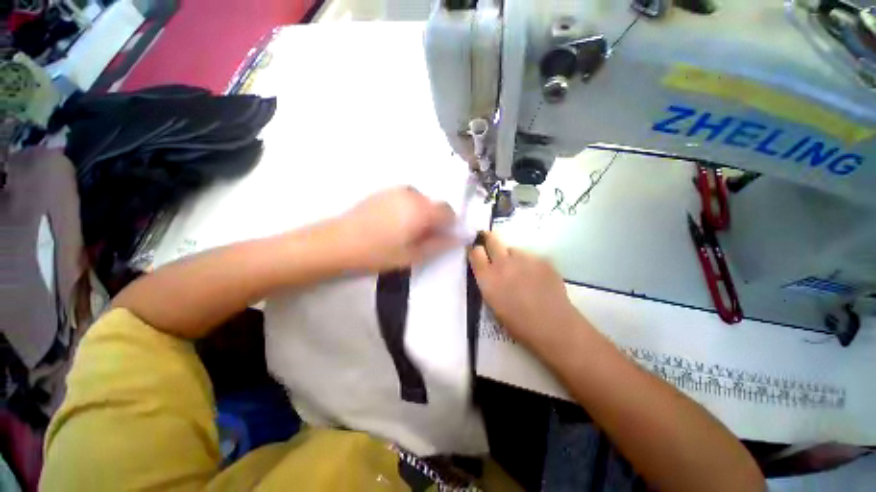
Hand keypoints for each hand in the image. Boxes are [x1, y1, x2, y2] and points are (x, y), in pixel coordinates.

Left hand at [337, 186, 457, 271]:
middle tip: (421, 238)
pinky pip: (407, 199)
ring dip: (421, 214)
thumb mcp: (412, 255)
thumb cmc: (377, 253)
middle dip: (434, 220)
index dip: (449, 225)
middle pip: (434, 205)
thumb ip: (439, 245)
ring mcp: (396, 190)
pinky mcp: (384, 191)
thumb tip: (458, 238)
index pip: (448, 211)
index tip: (441, 238)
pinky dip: (409, 209)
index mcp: (421, 210)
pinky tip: (392, 224)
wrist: (338, 242)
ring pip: (421, 201)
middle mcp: (412, 194)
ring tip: (405, 232)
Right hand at [469, 232, 580, 350]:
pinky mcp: (542, 259)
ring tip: (522, 272)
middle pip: (492, 239)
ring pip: (514, 249)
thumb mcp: (493, 304)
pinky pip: (531, 256)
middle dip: (489, 239)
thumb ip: (488, 282)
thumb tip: (489, 271)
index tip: (477, 252)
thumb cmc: (518, 324)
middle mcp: (503, 263)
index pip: (475, 252)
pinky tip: (537, 278)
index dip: (475, 250)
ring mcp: (524, 258)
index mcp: (488, 277)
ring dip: (513, 257)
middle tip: (492, 246)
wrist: (553, 326)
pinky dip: (530, 264)